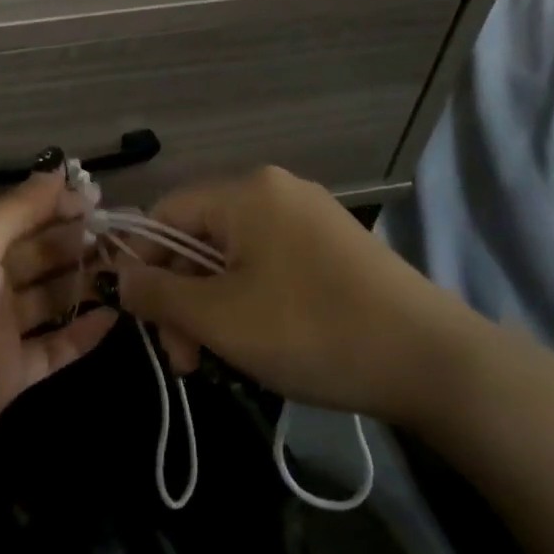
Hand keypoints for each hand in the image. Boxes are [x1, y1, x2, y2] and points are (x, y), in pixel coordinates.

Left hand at [0, 171, 116, 468]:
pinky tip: (115, 317)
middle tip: (128, 237)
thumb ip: (17, 208)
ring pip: (52, 297)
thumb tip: (57, 170)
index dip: (60, 205)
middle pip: (41, 253)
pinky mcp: (10, 372)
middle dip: (81, 242)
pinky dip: (83, 333)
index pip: (21, 213)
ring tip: (133, 272)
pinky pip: (55, 347)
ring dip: (87, 283)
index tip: (103, 201)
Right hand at [113, 166, 478, 423]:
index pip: (165, 214)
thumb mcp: (219, 318)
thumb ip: (157, 293)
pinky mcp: (333, 247)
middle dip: (181, 299)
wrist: (434, 362)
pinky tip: (257, 343)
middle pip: (199, 239)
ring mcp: (310, 217)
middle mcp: (276, 191)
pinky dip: (249, 302)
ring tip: (217, 361)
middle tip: (184, 360)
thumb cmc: (312, 330)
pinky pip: (268, 265)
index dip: (141, 264)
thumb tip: (119, 275)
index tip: (143, 321)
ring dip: (212, 308)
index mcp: (245, 192)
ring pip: (232, 258)